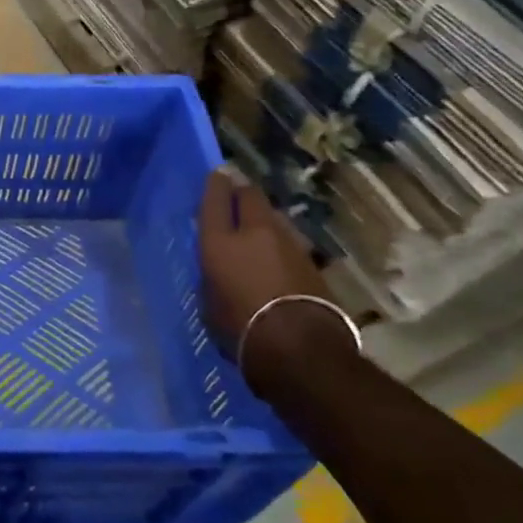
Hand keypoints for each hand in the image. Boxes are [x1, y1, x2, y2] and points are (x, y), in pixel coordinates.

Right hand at [198, 170, 349, 382]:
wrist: (299, 347)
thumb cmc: (240, 328)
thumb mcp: (210, 302)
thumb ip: (213, 277)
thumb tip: (220, 271)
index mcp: (220, 242)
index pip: (215, 200)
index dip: (215, 184)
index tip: (217, 175)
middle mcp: (254, 233)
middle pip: (251, 197)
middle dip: (243, 193)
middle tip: (237, 196)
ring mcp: (288, 244)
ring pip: (273, 217)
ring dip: (264, 218)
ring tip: (258, 228)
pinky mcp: (312, 261)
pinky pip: (290, 241)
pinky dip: (280, 242)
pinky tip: (276, 254)